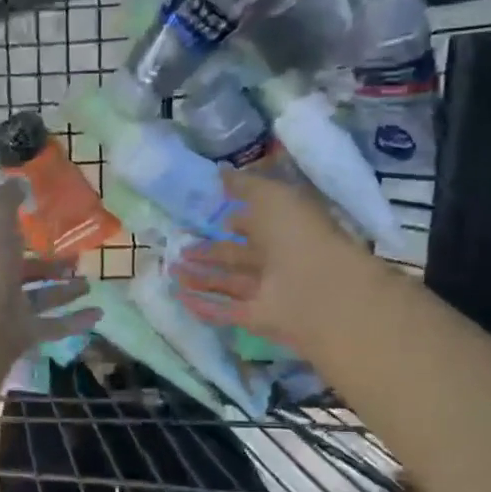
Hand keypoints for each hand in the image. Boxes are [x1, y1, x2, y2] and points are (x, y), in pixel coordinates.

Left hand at [0, 182, 99, 360]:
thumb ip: (6, 200)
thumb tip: (18, 183)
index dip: (13, 226)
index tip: (39, 218)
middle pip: (22, 270)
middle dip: (47, 263)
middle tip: (74, 255)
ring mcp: (7, 309)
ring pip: (39, 298)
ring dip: (64, 291)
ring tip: (89, 283)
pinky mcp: (24, 334)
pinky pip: (53, 326)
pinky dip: (75, 321)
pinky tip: (98, 313)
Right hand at [172, 169, 367, 353]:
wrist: (318, 288)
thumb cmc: (297, 233)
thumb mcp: (271, 196)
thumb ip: (245, 185)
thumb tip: (221, 172)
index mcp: (286, 229)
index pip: (257, 224)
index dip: (235, 220)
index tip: (208, 217)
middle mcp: (277, 260)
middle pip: (238, 256)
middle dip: (209, 252)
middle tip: (180, 247)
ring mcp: (267, 292)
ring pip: (229, 283)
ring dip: (201, 278)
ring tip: (172, 270)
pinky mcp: (256, 318)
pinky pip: (225, 311)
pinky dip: (203, 305)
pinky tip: (179, 296)